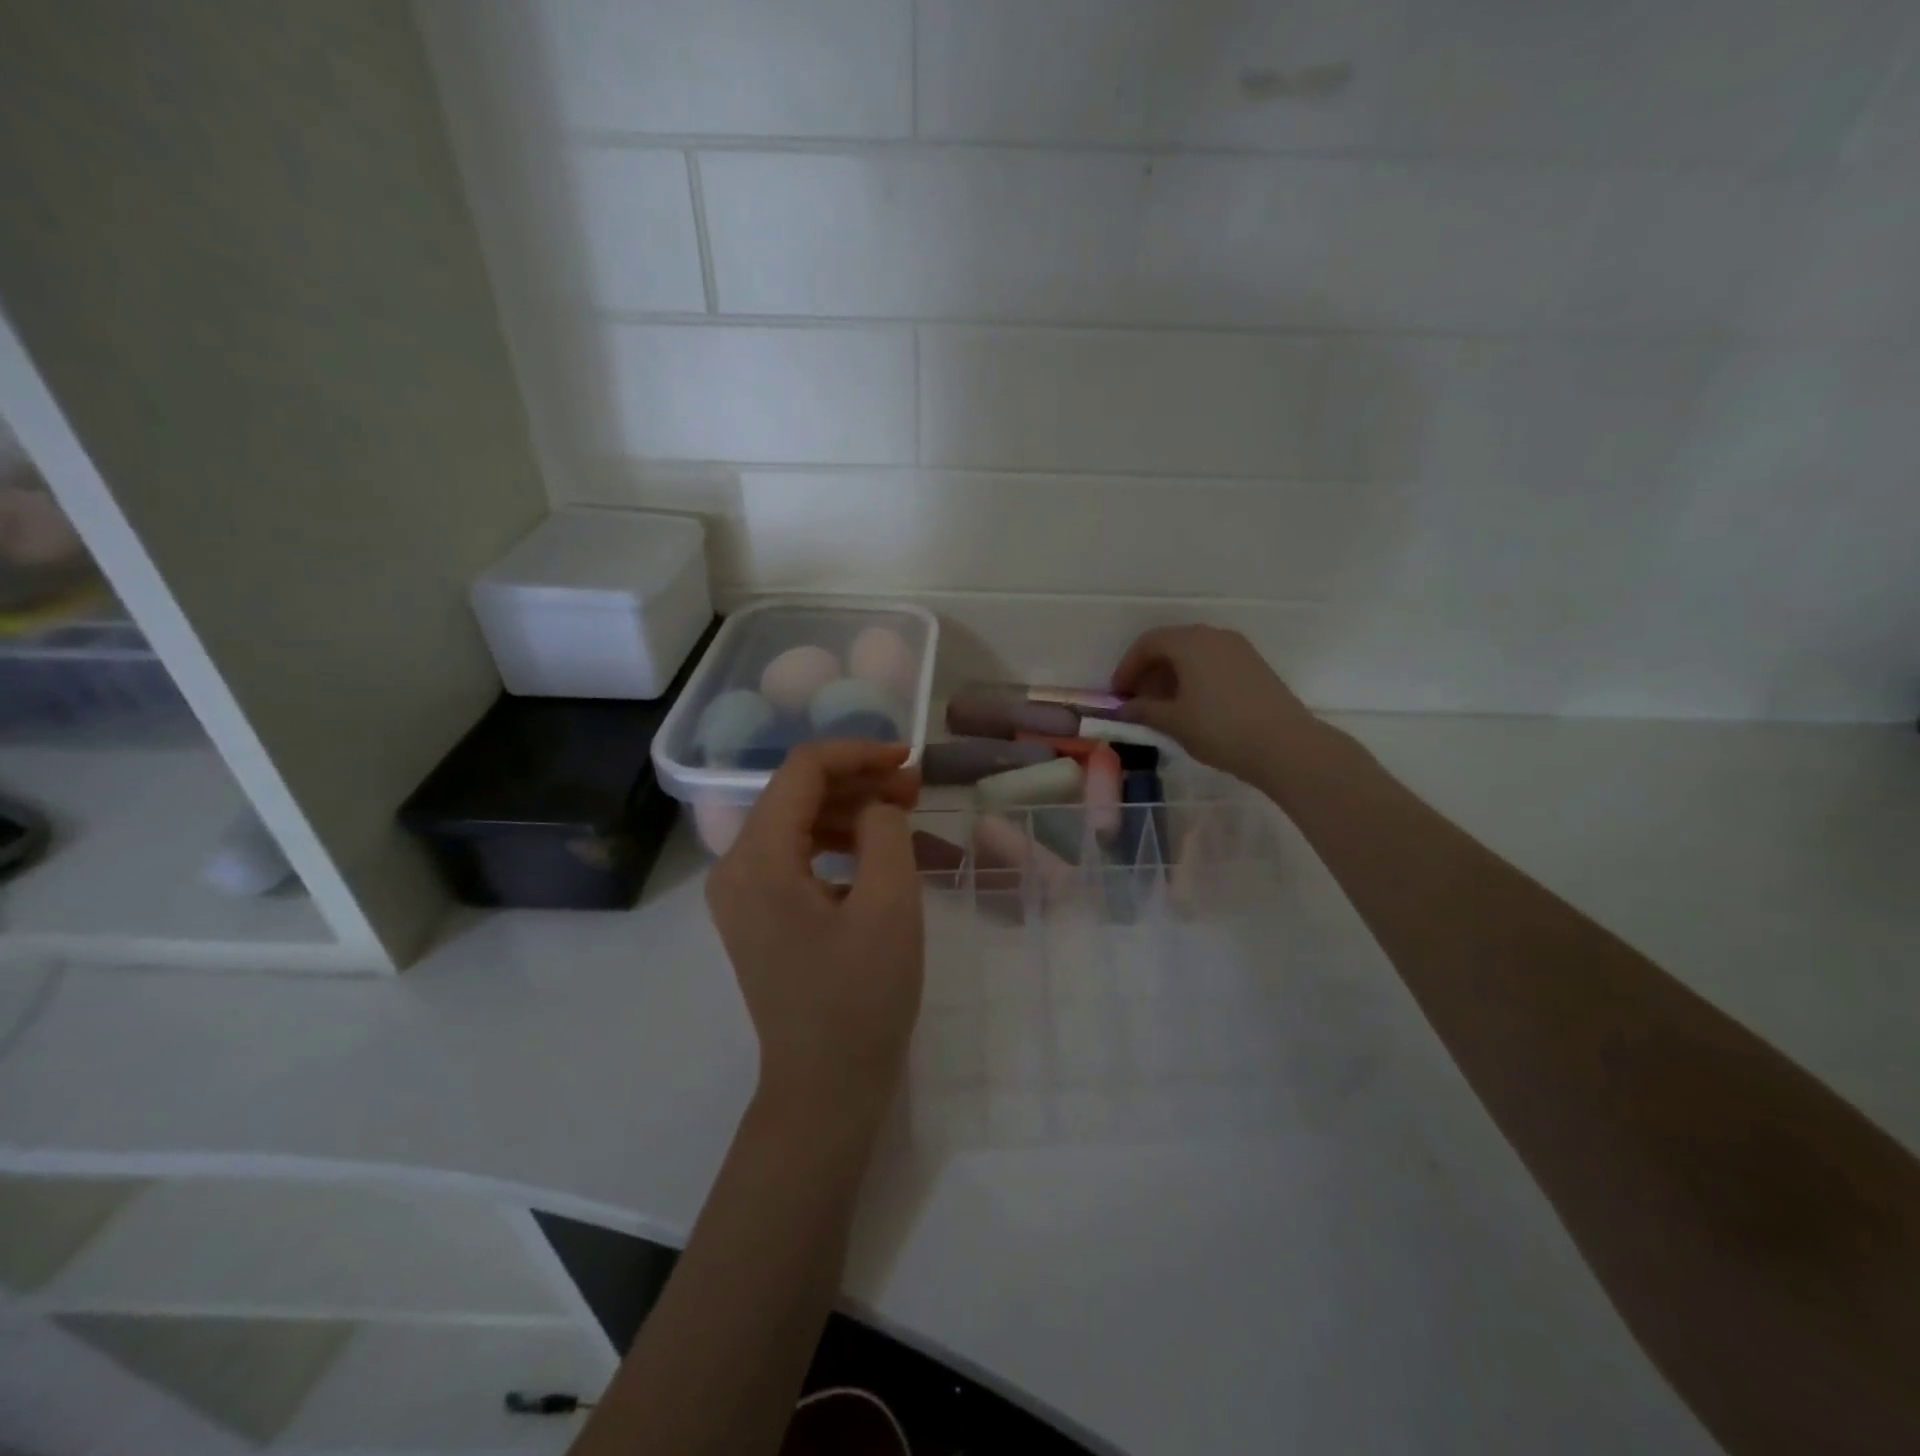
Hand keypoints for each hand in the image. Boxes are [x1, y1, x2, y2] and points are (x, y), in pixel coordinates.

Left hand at [705, 741, 924, 1120]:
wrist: (826, 1086)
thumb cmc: (861, 996)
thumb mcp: (889, 903)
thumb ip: (884, 830)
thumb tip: (876, 803)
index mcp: (757, 858)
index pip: (803, 770)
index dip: (858, 752)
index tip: (909, 758)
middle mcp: (735, 866)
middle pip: (797, 794)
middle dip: (859, 782)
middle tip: (916, 788)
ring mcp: (742, 893)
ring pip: (799, 823)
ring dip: (852, 811)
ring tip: (906, 815)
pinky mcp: (759, 913)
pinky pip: (797, 857)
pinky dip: (839, 844)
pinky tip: (878, 854)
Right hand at [1111, 625, 1323, 787]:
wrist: (1285, 745)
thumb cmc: (1220, 729)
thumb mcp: (1174, 722)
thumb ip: (1144, 711)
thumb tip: (1123, 709)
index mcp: (1190, 643)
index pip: (1148, 643)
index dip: (1127, 667)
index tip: (1118, 695)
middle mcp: (1214, 636)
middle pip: (1171, 644)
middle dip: (1149, 670)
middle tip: (1136, 700)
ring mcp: (1238, 649)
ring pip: (1194, 653)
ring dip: (1172, 674)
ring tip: (1162, 705)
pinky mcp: (1254, 665)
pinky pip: (1213, 662)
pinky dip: (1194, 677)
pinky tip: (1192, 705)